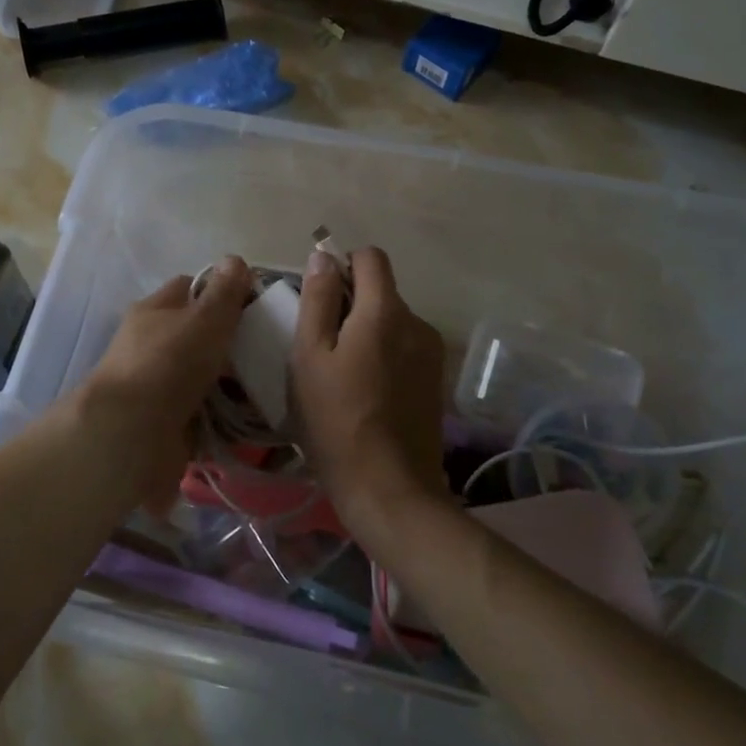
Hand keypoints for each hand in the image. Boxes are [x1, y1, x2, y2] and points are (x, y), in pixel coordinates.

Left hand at [75, 257, 252, 509]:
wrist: (131, 435)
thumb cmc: (169, 363)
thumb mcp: (204, 318)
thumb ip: (223, 292)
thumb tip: (234, 259)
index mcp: (154, 310)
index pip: (189, 287)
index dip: (221, 290)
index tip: (255, 305)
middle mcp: (151, 343)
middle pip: (198, 333)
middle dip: (230, 341)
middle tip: (268, 349)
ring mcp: (156, 383)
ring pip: (202, 374)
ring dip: (230, 381)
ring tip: (267, 385)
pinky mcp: (165, 420)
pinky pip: (202, 410)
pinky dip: (223, 414)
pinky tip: (250, 417)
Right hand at [290, 246, 446, 536]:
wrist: (389, 489)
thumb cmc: (336, 421)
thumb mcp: (309, 357)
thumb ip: (317, 300)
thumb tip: (323, 256)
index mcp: (384, 311)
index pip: (370, 257)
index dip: (342, 266)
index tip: (320, 299)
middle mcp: (416, 322)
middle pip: (380, 291)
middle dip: (350, 306)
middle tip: (321, 348)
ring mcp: (431, 352)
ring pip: (391, 322)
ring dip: (367, 333)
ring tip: (342, 376)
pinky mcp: (435, 380)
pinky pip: (403, 348)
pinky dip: (383, 356)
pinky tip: (365, 393)